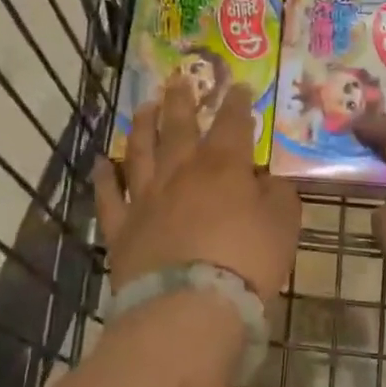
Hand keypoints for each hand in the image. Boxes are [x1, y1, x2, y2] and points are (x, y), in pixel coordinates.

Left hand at [94, 80, 300, 312]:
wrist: (189, 306)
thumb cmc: (246, 263)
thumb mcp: (283, 226)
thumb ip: (279, 196)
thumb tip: (269, 180)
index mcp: (224, 167)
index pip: (233, 124)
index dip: (237, 103)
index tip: (238, 86)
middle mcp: (181, 172)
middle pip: (179, 127)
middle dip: (181, 101)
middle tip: (178, 80)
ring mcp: (146, 198)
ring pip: (141, 151)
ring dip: (142, 126)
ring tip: (143, 107)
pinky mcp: (121, 228)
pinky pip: (109, 196)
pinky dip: (104, 177)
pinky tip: (102, 163)